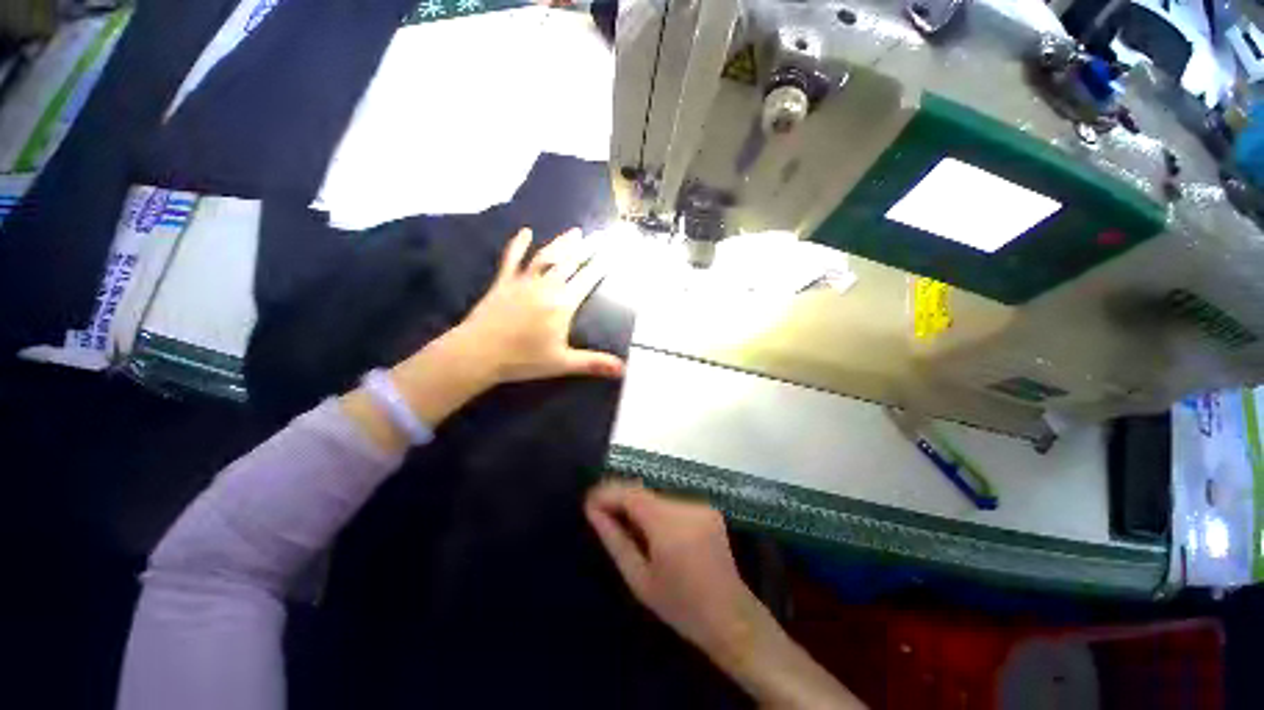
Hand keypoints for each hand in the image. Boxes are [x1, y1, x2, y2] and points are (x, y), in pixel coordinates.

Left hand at [451, 227, 624, 384]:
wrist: (478, 353)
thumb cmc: (522, 359)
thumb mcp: (562, 363)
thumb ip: (594, 363)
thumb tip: (624, 370)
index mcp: (562, 304)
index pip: (587, 280)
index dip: (602, 265)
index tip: (613, 250)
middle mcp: (546, 287)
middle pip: (570, 263)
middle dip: (587, 248)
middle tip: (600, 234)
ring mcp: (523, 282)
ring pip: (546, 257)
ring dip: (562, 243)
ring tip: (575, 231)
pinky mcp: (503, 282)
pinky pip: (512, 259)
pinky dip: (518, 244)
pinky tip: (526, 232)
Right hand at [583, 481, 765, 660]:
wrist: (730, 616)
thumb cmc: (680, 606)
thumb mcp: (639, 579)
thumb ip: (615, 540)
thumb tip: (593, 511)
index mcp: (669, 526)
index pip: (631, 494)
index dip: (608, 492)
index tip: (588, 500)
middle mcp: (686, 507)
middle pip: (644, 492)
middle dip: (621, 499)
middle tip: (601, 513)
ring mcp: (700, 505)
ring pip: (657, 496)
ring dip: (638, 505)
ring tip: (625, 525)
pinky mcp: (708, 508)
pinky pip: (672, 502)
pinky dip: (657, 510)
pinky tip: (653, 530)